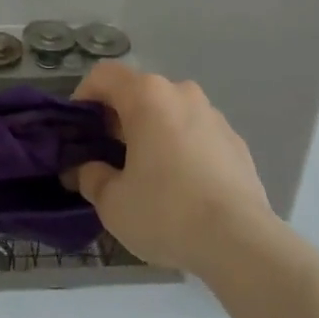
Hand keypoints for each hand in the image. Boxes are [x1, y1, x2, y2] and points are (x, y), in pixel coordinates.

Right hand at [65, 62, 275, 276]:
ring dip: (151, 132)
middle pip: (138, 92)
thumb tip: (84, 169)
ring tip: (145, 173)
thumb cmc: (167, 212)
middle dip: (117, 118)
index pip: (104, 75)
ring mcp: (213, 115)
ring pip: (169, 113)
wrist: (241, 242)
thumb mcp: (113, 203)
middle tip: (106, 156)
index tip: (77, 129)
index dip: (83, 97)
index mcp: (147, 96)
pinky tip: (180, 187)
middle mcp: (181, 93)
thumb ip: (91, 177)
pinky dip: (180, 148)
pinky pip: (196, 134)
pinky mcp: (235, 141)